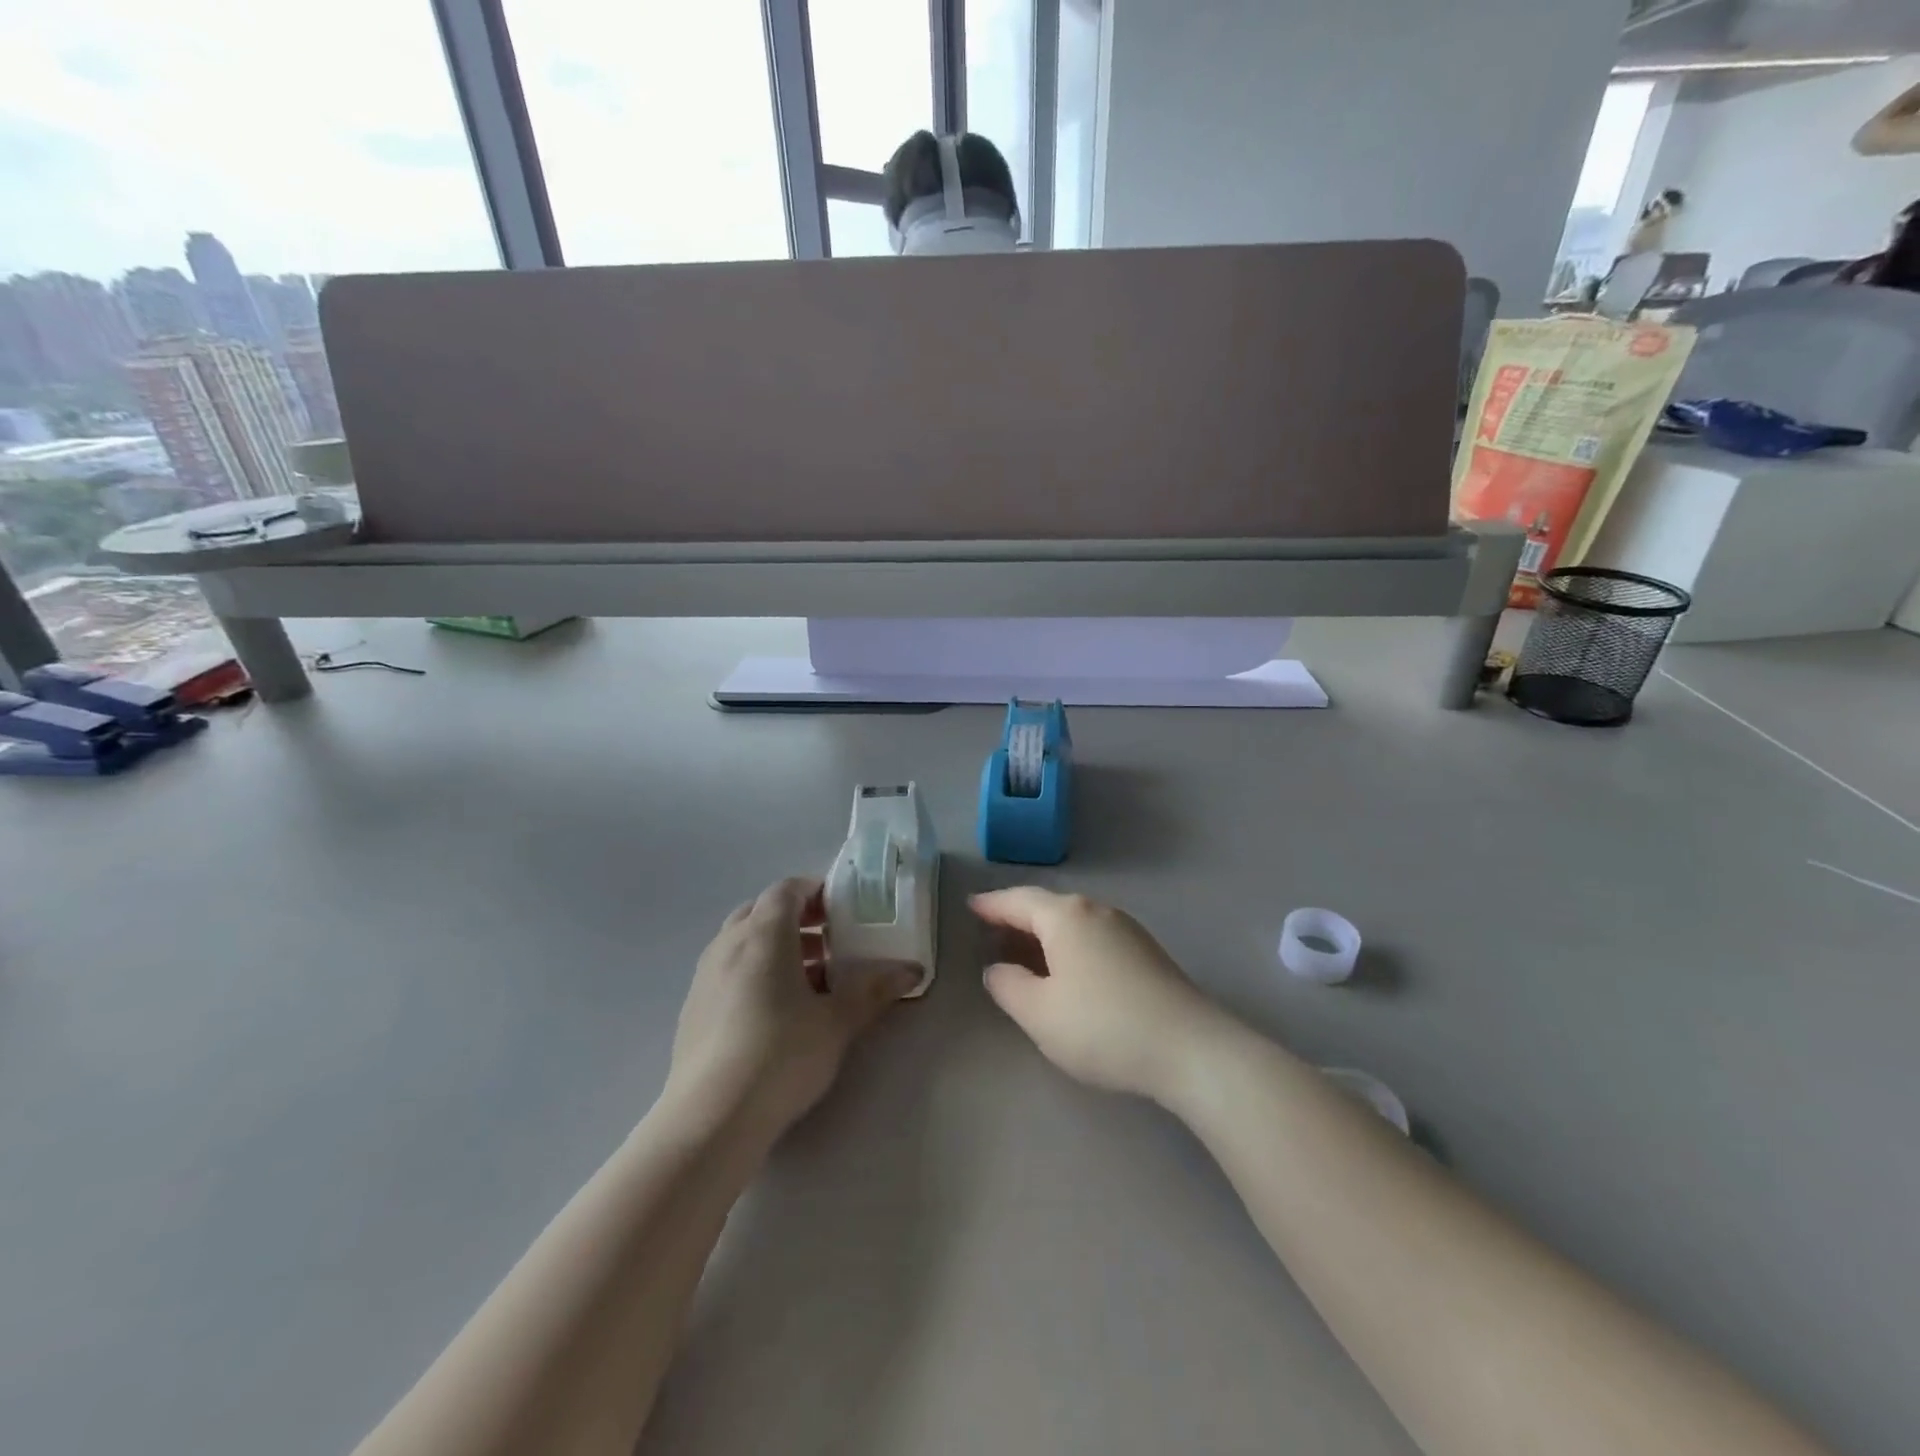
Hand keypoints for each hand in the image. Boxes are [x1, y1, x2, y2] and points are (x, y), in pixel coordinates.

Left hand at [665, 877, 917, 1140]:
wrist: (711, 1118)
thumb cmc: (781, 1055)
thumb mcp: (837, 1022)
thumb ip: (874, 990)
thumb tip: (912, 970)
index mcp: (764, 934)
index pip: (787, 890)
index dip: (815, 890)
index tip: (842, 907)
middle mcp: (728, 944)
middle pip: (761, 910)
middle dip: (795, 917)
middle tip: (829, 940)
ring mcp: (704, 976)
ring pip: (741, 940)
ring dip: (774, 946)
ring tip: (808, 978)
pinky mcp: (692, 1008)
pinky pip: (727, 969)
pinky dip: (753, 971)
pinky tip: (773, 1010)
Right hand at [971, 887, 1228, 1101]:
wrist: (1190, 1049)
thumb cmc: (1103, 1027)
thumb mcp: (1039, 1013)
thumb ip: (1008, 986)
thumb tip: (998, 968)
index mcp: (1066, 917)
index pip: (1018, 900)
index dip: (991, 904)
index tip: (970, 906)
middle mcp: (1096, 911)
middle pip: (1047, 906)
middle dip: (1017, 917)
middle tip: (990, 931)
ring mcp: (1126, 929)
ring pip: (1072, 922)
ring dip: (1045, 933)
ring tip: (1024, 952)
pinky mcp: (1146, 952)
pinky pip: (1093, 936)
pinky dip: (1069, 945)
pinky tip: (1067, 970)